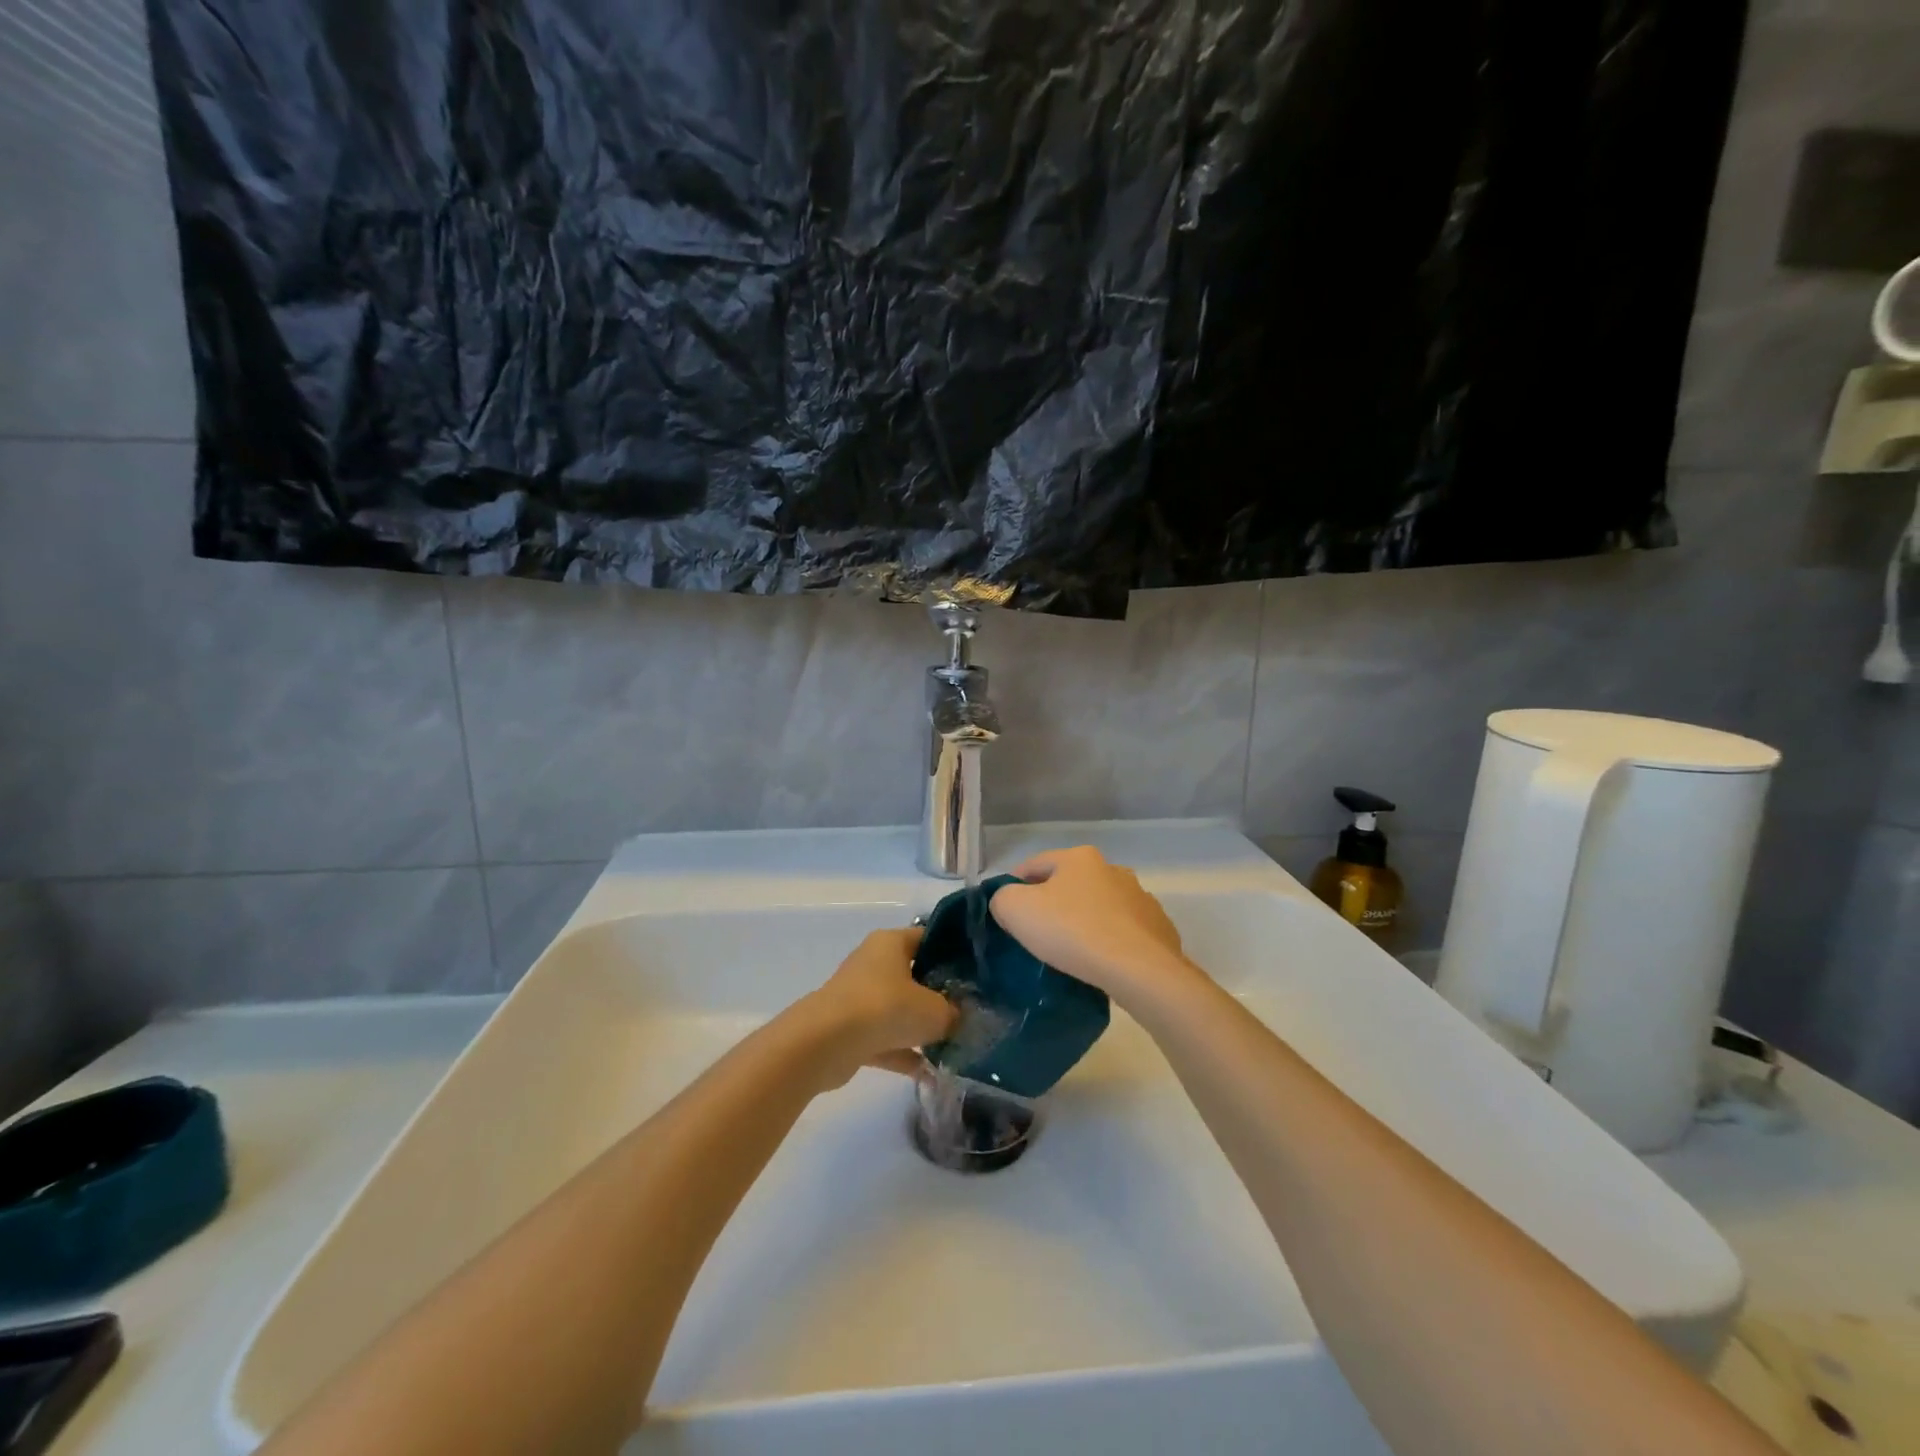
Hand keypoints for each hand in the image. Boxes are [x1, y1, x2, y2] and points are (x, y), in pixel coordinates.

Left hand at [797, 927, 957, 1086]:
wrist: (826, 1043)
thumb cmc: (885, 1008)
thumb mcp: (935, 1011)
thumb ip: (953, 1013)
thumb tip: (958, 1018)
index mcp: (890, 943)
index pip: (927, 938)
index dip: (952, 952)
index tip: (975, 973)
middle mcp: (872, 963)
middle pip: (913, 974)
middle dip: (938, 995)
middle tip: (967, 1011)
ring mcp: (858, 996)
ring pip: (898, 1008)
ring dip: (919, 1028)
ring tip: (951, 1045)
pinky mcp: (849, 1029)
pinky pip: (884, 1038)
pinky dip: (902, 1053)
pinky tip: (927, 1073)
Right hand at [989, 846, 1199, 1005]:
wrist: (1138, 969)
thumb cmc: (1072, 931)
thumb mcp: (1016, 909)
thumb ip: (1002, 898)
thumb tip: (1007, 902)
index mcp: (1079, 857)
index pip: (1034, 865)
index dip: (1013, 885)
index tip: (1004, 912)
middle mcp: (1113, 869)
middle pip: (1069, 884)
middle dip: (1052, 903)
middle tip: (1035, 933)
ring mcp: (1140, 898)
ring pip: (1099, 907)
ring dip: (1084, 921)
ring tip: (1070, 952)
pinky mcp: (1159, 928)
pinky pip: (1124, 932)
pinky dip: (1110, 941)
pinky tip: (1102, 962)